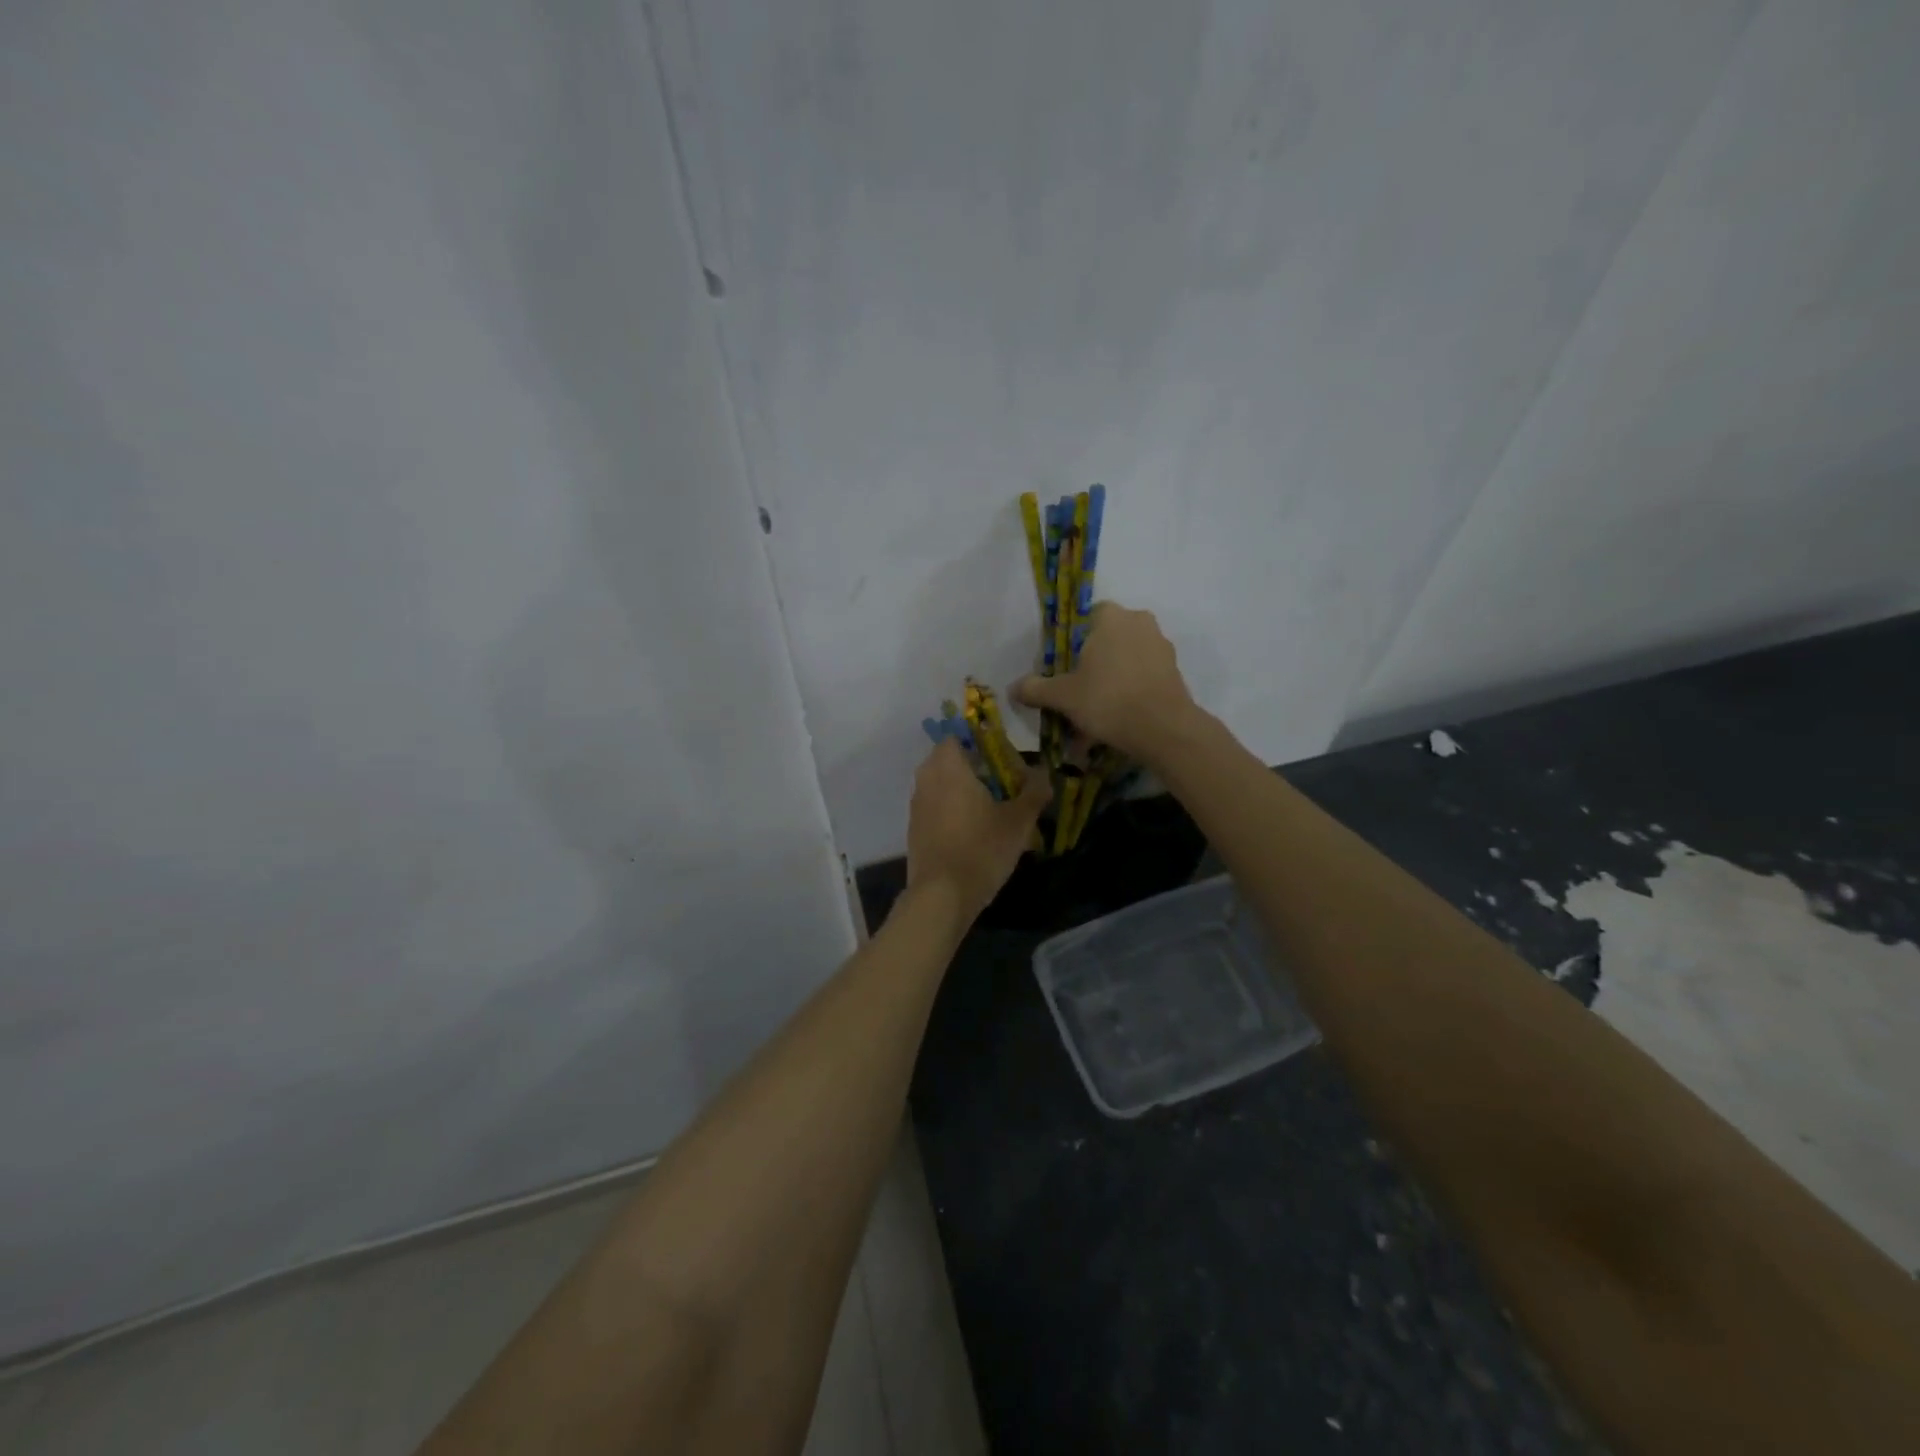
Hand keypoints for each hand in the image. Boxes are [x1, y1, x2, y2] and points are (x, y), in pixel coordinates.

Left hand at [906, 740, 1050, 918]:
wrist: (941, 895)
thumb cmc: (981, 848)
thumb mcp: (1018, 821)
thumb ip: (1033, 792)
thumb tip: (1045, 774)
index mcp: (948, 766)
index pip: (957, 736)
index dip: (980, 742)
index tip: (1002, 758)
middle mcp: (926, 779)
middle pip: (949, 760)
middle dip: (974, 767)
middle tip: (1002, 784)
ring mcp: (916, 805)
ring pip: (941, 785)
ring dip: (963, 790)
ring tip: (992, 809)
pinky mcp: (914, 829)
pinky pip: (935, 807)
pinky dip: (952, 811)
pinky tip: (973, 832)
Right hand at [1012, 602, 1200, 764]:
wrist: (1163, 729)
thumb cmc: (1107, 699)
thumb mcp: (1062, 696)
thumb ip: (1036, 689)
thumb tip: (1012, 688)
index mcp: (1111, 617)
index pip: (1085, 618)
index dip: (1071, 643)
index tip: (1064, 669)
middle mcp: (1139, 622)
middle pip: (1107, 640)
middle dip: (1092, 664)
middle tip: (1077, 692)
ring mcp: (1161, 646)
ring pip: (1126, 661)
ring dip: (1111, 681)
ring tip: (1096, 715)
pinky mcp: (1175, 671)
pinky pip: (1143, 677)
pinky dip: (1130, 693)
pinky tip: (1117, 720)